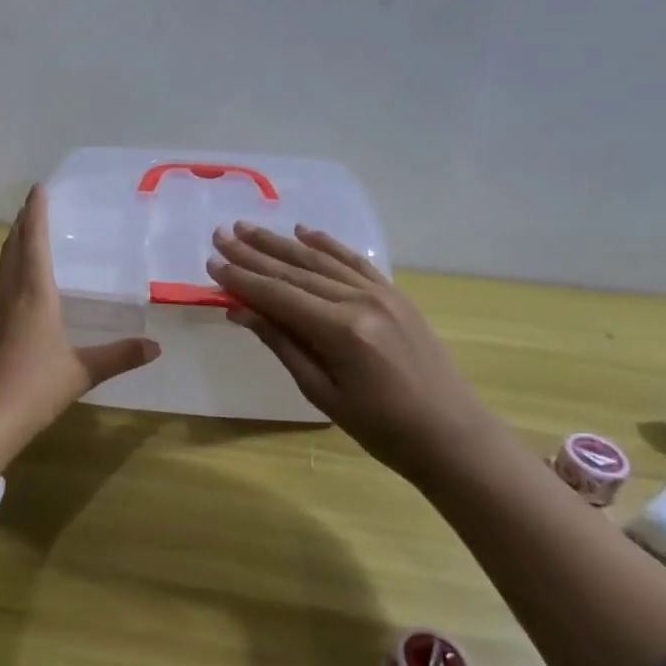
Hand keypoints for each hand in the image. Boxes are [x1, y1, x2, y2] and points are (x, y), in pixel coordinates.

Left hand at [0, 186, 159, 440]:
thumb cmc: (32, 388)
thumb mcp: (82, 373)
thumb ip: (118, 356)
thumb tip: (155, 346)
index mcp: (34, 294)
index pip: (34, 242)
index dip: (36, 213)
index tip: (39, 188)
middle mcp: (10, 294)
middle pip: (13, 247)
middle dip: (23, 222)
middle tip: (33, 204)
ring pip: (3, 265)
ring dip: (14, 243)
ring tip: (25, 232)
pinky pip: (0, 285)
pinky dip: (10, 268)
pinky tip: (17, 283)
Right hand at [207, 221, 493, 478]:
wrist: (453, 436)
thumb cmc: (382, 429)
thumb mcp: (323, 394)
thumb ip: (282, 345)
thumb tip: (241, 312)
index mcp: (340, 331)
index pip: (277, 295)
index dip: (241, 279)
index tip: (211, 263)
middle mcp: (360, 301)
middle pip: (295, 271)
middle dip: (253, 253)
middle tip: (220, 236)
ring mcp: (381, 293)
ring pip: (320, 260)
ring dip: (281, 242)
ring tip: (248, 228)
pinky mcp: (395, 295)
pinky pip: (354, 262)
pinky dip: (327, 245)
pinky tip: (304, 231)